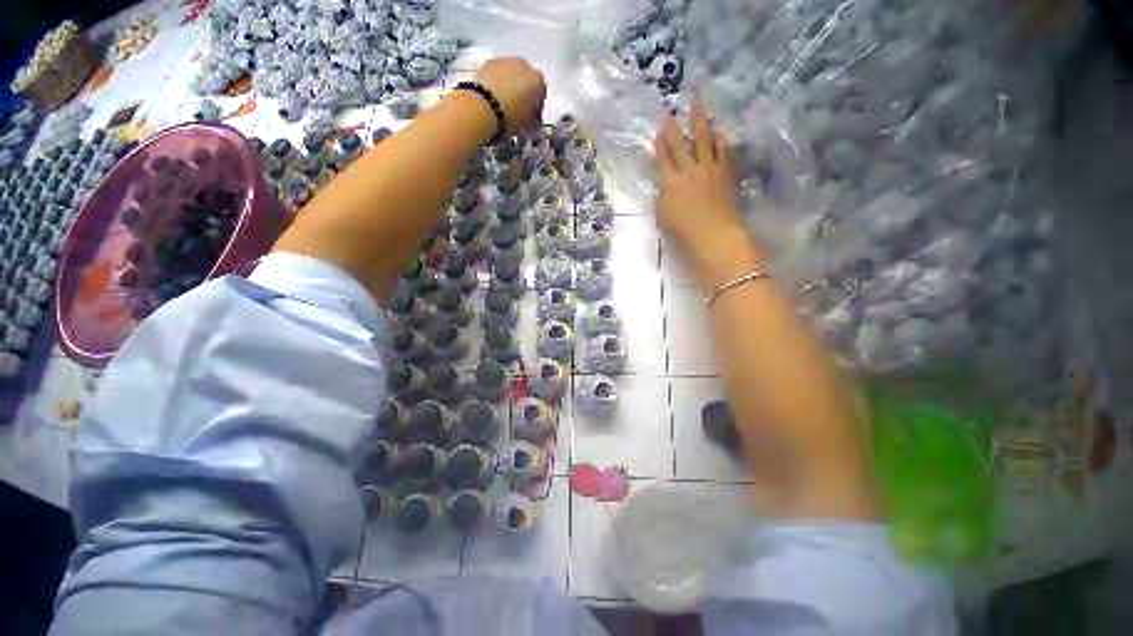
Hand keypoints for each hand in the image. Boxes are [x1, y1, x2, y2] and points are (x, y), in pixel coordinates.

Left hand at [474, 58, 546, 135]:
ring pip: (512, 74)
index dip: (536, 107)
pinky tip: (493, 96)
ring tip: (503, 103)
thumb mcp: (526, 124)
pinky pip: (498, 74)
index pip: (541, 94)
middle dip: (523, 92)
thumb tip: (530, 119)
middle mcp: (525, 65)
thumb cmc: (509, 118)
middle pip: (527, 80)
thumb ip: (531, 119)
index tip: (531, 118)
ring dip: (510, 85)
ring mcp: (505, 60)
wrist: (481, 107)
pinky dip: (497, 82)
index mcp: (538, 81)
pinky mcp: (488, 62)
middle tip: (517, 109)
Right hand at [654, 98, 759, 289]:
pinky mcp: (727, 175)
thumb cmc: (683, 231)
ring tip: (701, 110)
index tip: (660, 125)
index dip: (660, 141)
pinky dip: (722, 142)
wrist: (714, 234)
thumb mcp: (663, 214)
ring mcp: (711, 170)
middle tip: (675, 107)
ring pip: (706, 141)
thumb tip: (667, 183)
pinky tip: (722, 136)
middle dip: (676, 125)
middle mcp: (690, 170)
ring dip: (702, 124)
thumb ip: (663, 194)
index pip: (663, 156)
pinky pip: (725, 152)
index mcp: (670, 182)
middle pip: (682, 143)